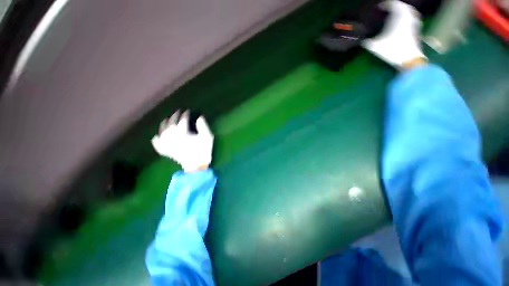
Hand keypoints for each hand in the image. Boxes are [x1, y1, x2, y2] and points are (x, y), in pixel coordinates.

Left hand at [151, 110, 213, 171]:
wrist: (196, 165)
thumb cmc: (203, 150)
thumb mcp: (207, 137)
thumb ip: (203, 126)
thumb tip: (199, 117)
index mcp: (183, 133)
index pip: (182, 120)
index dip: (185, 114)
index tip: (187, 111)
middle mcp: (172, 137)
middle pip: (171, 123)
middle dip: (174, 116)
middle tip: (178, 112)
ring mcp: (167, 144)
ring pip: (162, 131)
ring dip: (164, 124)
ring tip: (167, 119)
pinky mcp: (166, 151)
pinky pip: (157, 143)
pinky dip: (156, 139)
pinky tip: (158, 136)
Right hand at [362, 0, 425, 68]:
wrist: (410, 59)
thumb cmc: (393, 50)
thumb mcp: (376, 47)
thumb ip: (369, 43)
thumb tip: (363, 41)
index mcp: (398, 18)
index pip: (394, 5)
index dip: (386, 4)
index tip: (379, 7)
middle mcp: (407, 18)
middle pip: (404, 7)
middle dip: (397, 6)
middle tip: (390, 8)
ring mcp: (413, 24)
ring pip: (410, 12)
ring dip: (404, 11)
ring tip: (398, 14)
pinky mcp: (416, 31)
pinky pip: (412, 19)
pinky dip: (408, 18)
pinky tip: (404, 23)